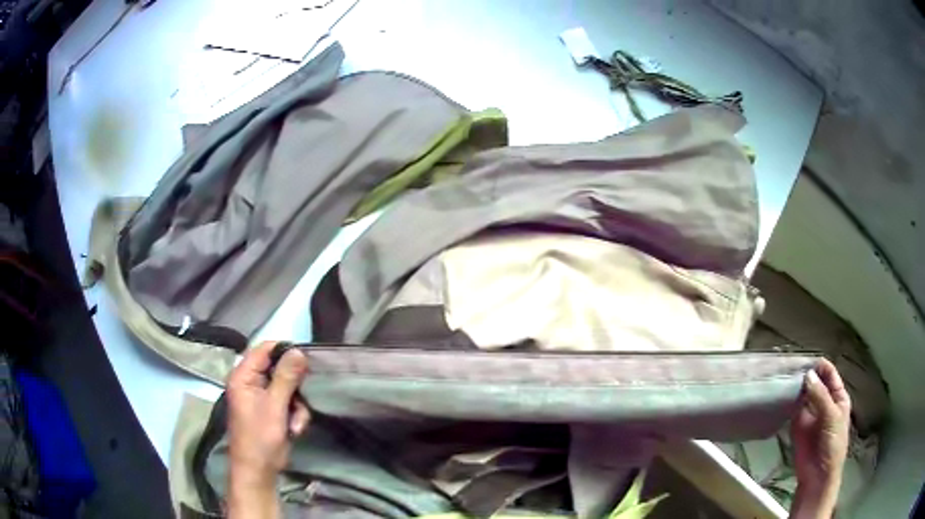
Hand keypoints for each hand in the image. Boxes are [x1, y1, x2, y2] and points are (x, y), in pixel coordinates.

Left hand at [227, 342, 309, 518]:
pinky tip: (295, 428)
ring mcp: (262, 397)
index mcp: (243, 376)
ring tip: (296, 422)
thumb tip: (298, 350)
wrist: (258, 471)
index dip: (285, 351)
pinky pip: (289, 402)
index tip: (306, 359)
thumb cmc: (260, 438)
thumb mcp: (274, 406)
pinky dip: (296, 414)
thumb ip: (286, 377)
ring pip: (288, 387)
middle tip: (304, 396)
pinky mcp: (272, 410)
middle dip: (294, 386)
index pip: (264, 350)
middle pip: (279, 368)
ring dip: (297, 405)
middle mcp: (251, 382)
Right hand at [790, 358, 850, 518]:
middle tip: (790, 367)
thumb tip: (808, 374)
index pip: (829, 374)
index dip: (820, 366)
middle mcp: (824, 401)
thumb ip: (820, 397)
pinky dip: (788, 402)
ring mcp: (810, 413)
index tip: (805, 359)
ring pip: (803, 395)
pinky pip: (793, 409)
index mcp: (837, 397)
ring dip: (796, 388)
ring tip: (782, 378)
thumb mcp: (832, 418)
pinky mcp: (797, 425)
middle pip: (815, 382)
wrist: (817, 476)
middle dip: (806, 375)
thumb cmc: (833, 445)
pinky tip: (780, 395)